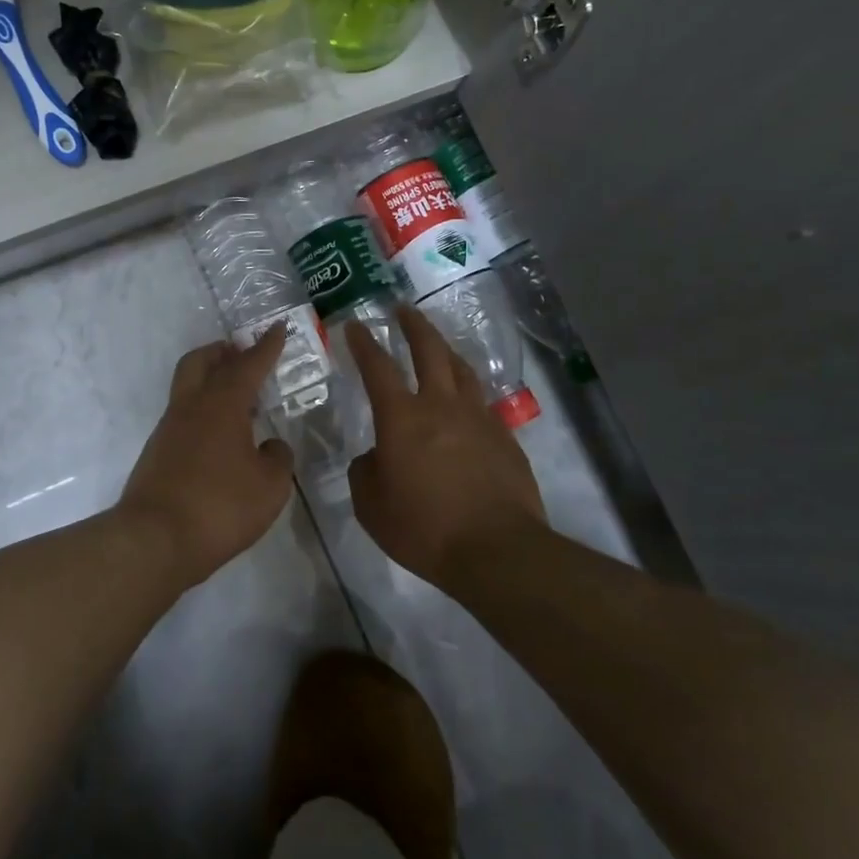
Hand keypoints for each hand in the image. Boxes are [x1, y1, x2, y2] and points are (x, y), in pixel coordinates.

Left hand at [120, 329, 295, 586]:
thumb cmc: (220, 506)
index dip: (267, 346)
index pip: (248, 365)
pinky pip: (183, 417)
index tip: (278, 327)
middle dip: (223, 352)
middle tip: (243, 354)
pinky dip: (203, 413)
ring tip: (239, 401)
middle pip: (201, 361)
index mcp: (222, 404)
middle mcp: (191, 407)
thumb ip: (277, 458)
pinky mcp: (157, 453)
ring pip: (188, 387)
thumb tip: (270, 446)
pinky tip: (220, 437)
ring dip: (211, 382)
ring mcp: (168, 429)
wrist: (154, 540)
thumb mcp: (270, 486)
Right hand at [345, 307, 547, 587]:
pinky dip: (467, 391)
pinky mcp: (504, 437)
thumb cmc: (424, 528)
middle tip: (403, 309)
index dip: (363, 344)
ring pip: (461, 370)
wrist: (496, 550)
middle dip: (413, 326)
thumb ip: (365, 472)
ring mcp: (478, 418)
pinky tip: (465, 401)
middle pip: (429, 351)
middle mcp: (441, 406)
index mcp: (402, 418)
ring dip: (445, 350)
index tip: (354, 325)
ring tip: (437, 345)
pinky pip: (481, 402)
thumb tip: (376, 457)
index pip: (378, 368)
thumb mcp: (371, 506)